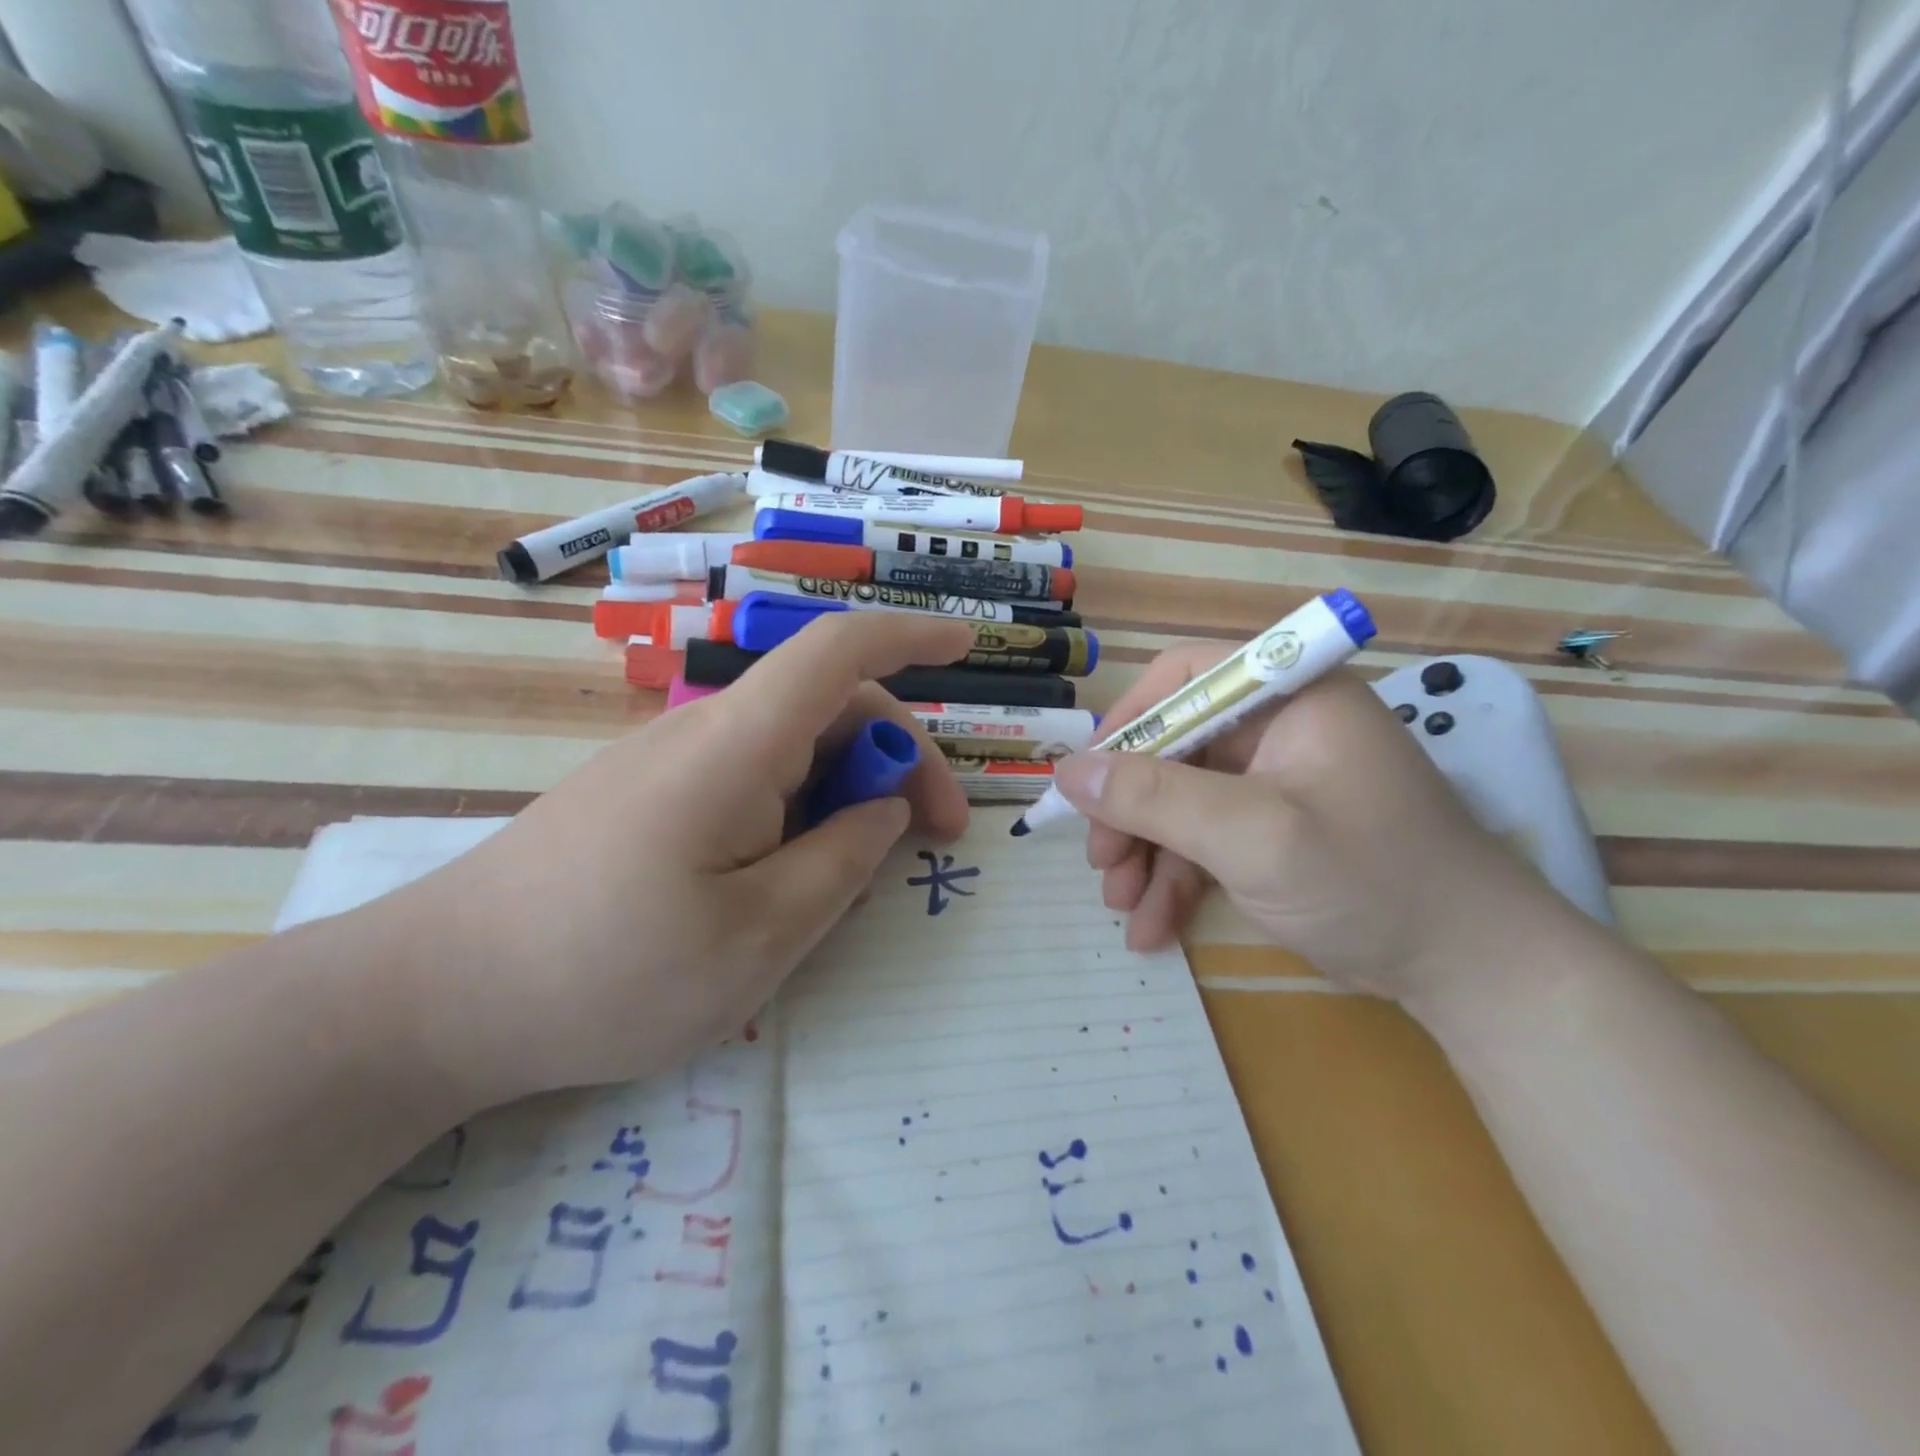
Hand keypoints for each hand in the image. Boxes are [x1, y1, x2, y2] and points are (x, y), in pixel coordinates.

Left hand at [380, 613, 974, 1106]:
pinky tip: (793, 878)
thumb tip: (885, 808)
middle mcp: (705, 732)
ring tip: (862, 877)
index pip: (836, 652)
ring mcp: (672, 761)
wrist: (438, 996)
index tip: (968, 646)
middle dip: (899, 760)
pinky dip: (800, 811)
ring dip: (849, 793)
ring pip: (793, 749)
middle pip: (828, 707)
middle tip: (936, 840)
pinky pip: (752, 780)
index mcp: (736, 746)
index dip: (910, 636)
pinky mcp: (650, 795)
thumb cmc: (608, 973)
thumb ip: (843, 861)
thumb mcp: (760, 936)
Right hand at [1052, 645, 1571, 1003]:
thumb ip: (1155, 798)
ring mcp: (1277, 781)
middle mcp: (1280, 727)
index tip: (1088, 778)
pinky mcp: (1276, 828)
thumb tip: (1068, 770)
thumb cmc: (1369, 881)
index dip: (1127, 721)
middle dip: (1131, 808)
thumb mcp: (1252, 836)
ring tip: (1121, 905)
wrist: (1471, 972)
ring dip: (1146, 851)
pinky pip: (1207, 837)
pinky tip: (1152, 926)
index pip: (1185, 677)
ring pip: (1183, 798)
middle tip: (1101, 861)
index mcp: (1289, 696)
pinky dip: (1176, 877)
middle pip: (1175, 746)